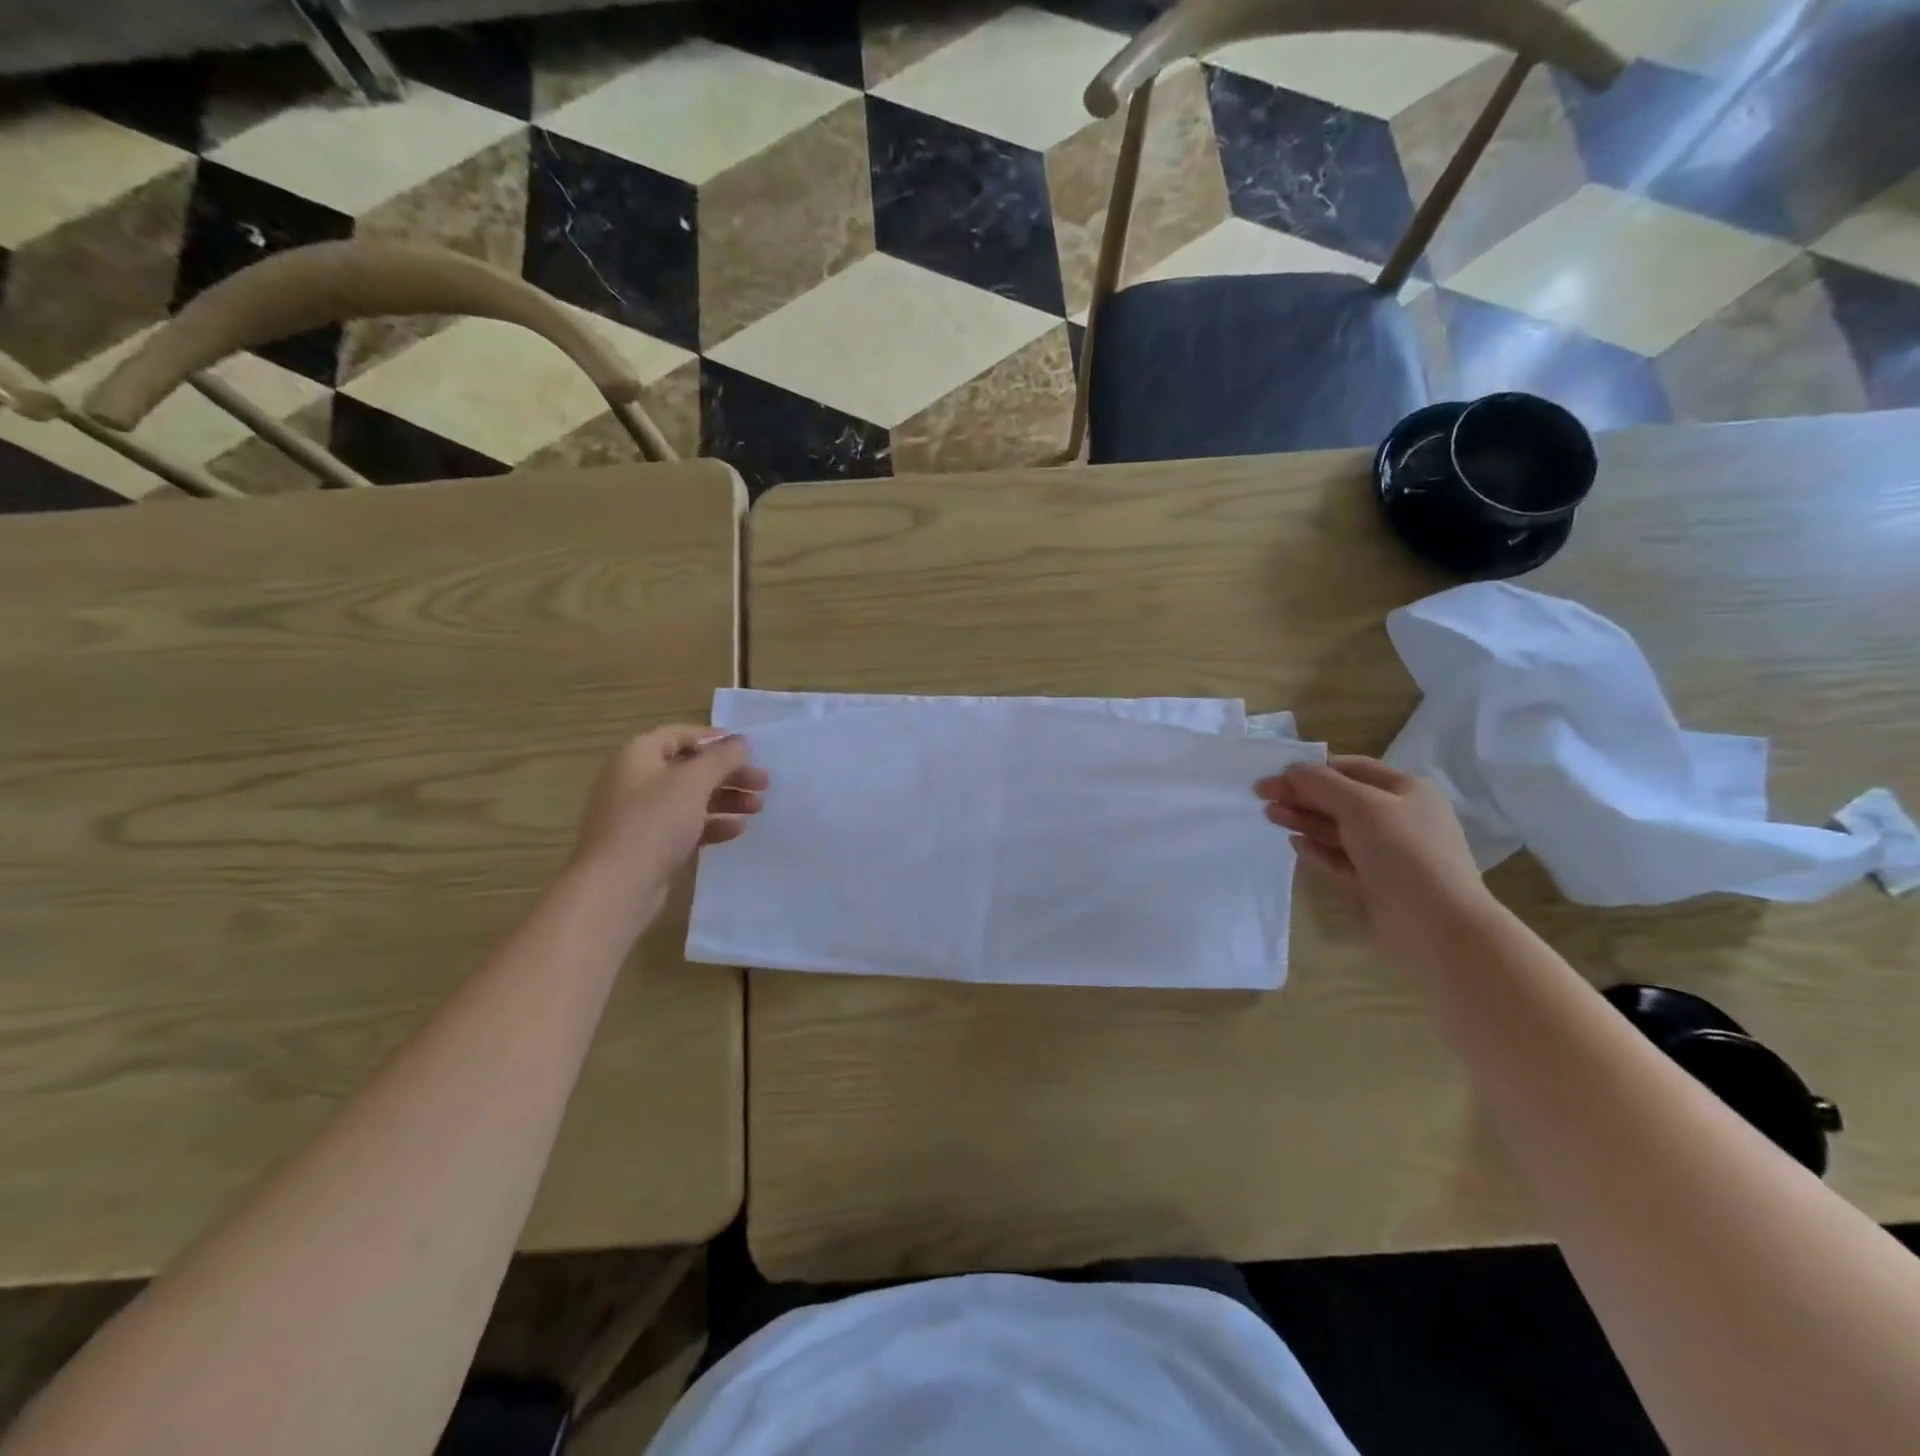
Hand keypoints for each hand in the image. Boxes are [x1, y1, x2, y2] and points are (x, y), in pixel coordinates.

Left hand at [568, 727, 766, 906]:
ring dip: (725, 799)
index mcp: (638, 755)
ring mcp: (640, 814)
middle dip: (728, 774)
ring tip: (757, 807)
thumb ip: (722, 758)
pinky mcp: (648, 844)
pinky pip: (684, 825)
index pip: (679, 735)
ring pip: (690, 798)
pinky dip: (711, 824)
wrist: (616, 887)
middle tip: (762, 783)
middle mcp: (635, 780)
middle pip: (689, 768)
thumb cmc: (654, 822)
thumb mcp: (693, 782)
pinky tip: (737, 830)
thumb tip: (742, 742)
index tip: (747, 748)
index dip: (713, 738)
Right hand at [1256, 756, 1493, 969]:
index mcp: (1406, 791)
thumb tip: (1290, 771)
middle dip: (1302, 794)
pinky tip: (1294, 843)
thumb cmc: (1405, 853)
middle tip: (1262, 795)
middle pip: (1341, 798)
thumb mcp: (1362, 806)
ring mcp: (1386, 853)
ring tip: (1270, 815)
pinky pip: (1338, 859)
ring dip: (1303, 819)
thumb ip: (1322, 784)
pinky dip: (1316, 849)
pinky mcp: (1373, 883)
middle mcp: (1397, 818)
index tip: (1277, 774)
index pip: (1353, 769)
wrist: (1438, 926)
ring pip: (1336, 829)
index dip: (1314, 768)